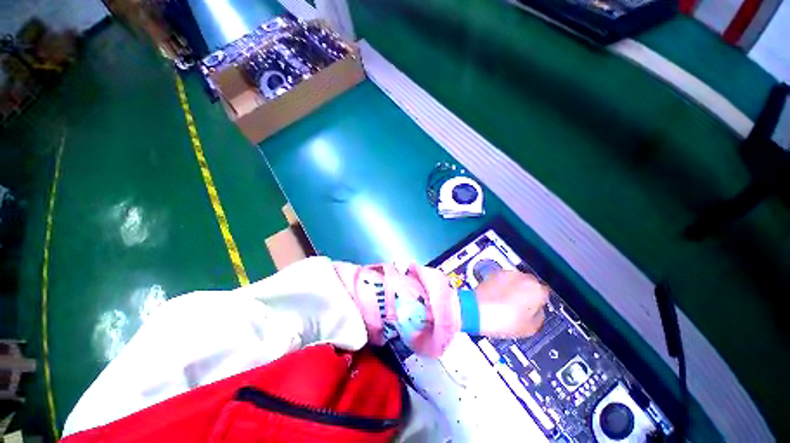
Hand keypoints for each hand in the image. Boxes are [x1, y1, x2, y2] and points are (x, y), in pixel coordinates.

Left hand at [474, 270, 549, 337]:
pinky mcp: (493, 273)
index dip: (539, 303)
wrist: (477, 310)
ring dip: (515, 288)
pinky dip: (503, 285)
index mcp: (537, 289)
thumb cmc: (503, 320)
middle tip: (521, 307)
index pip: (545, 294)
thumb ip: (539, 316)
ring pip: (517, 280)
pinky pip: (504, 279)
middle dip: (527, 293)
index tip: (534, 309)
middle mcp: (523, 277)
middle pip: (531, 284)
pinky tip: (498, 296)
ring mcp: (507, 273)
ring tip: (507, 302)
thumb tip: (537, 311)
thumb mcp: (530, 328)